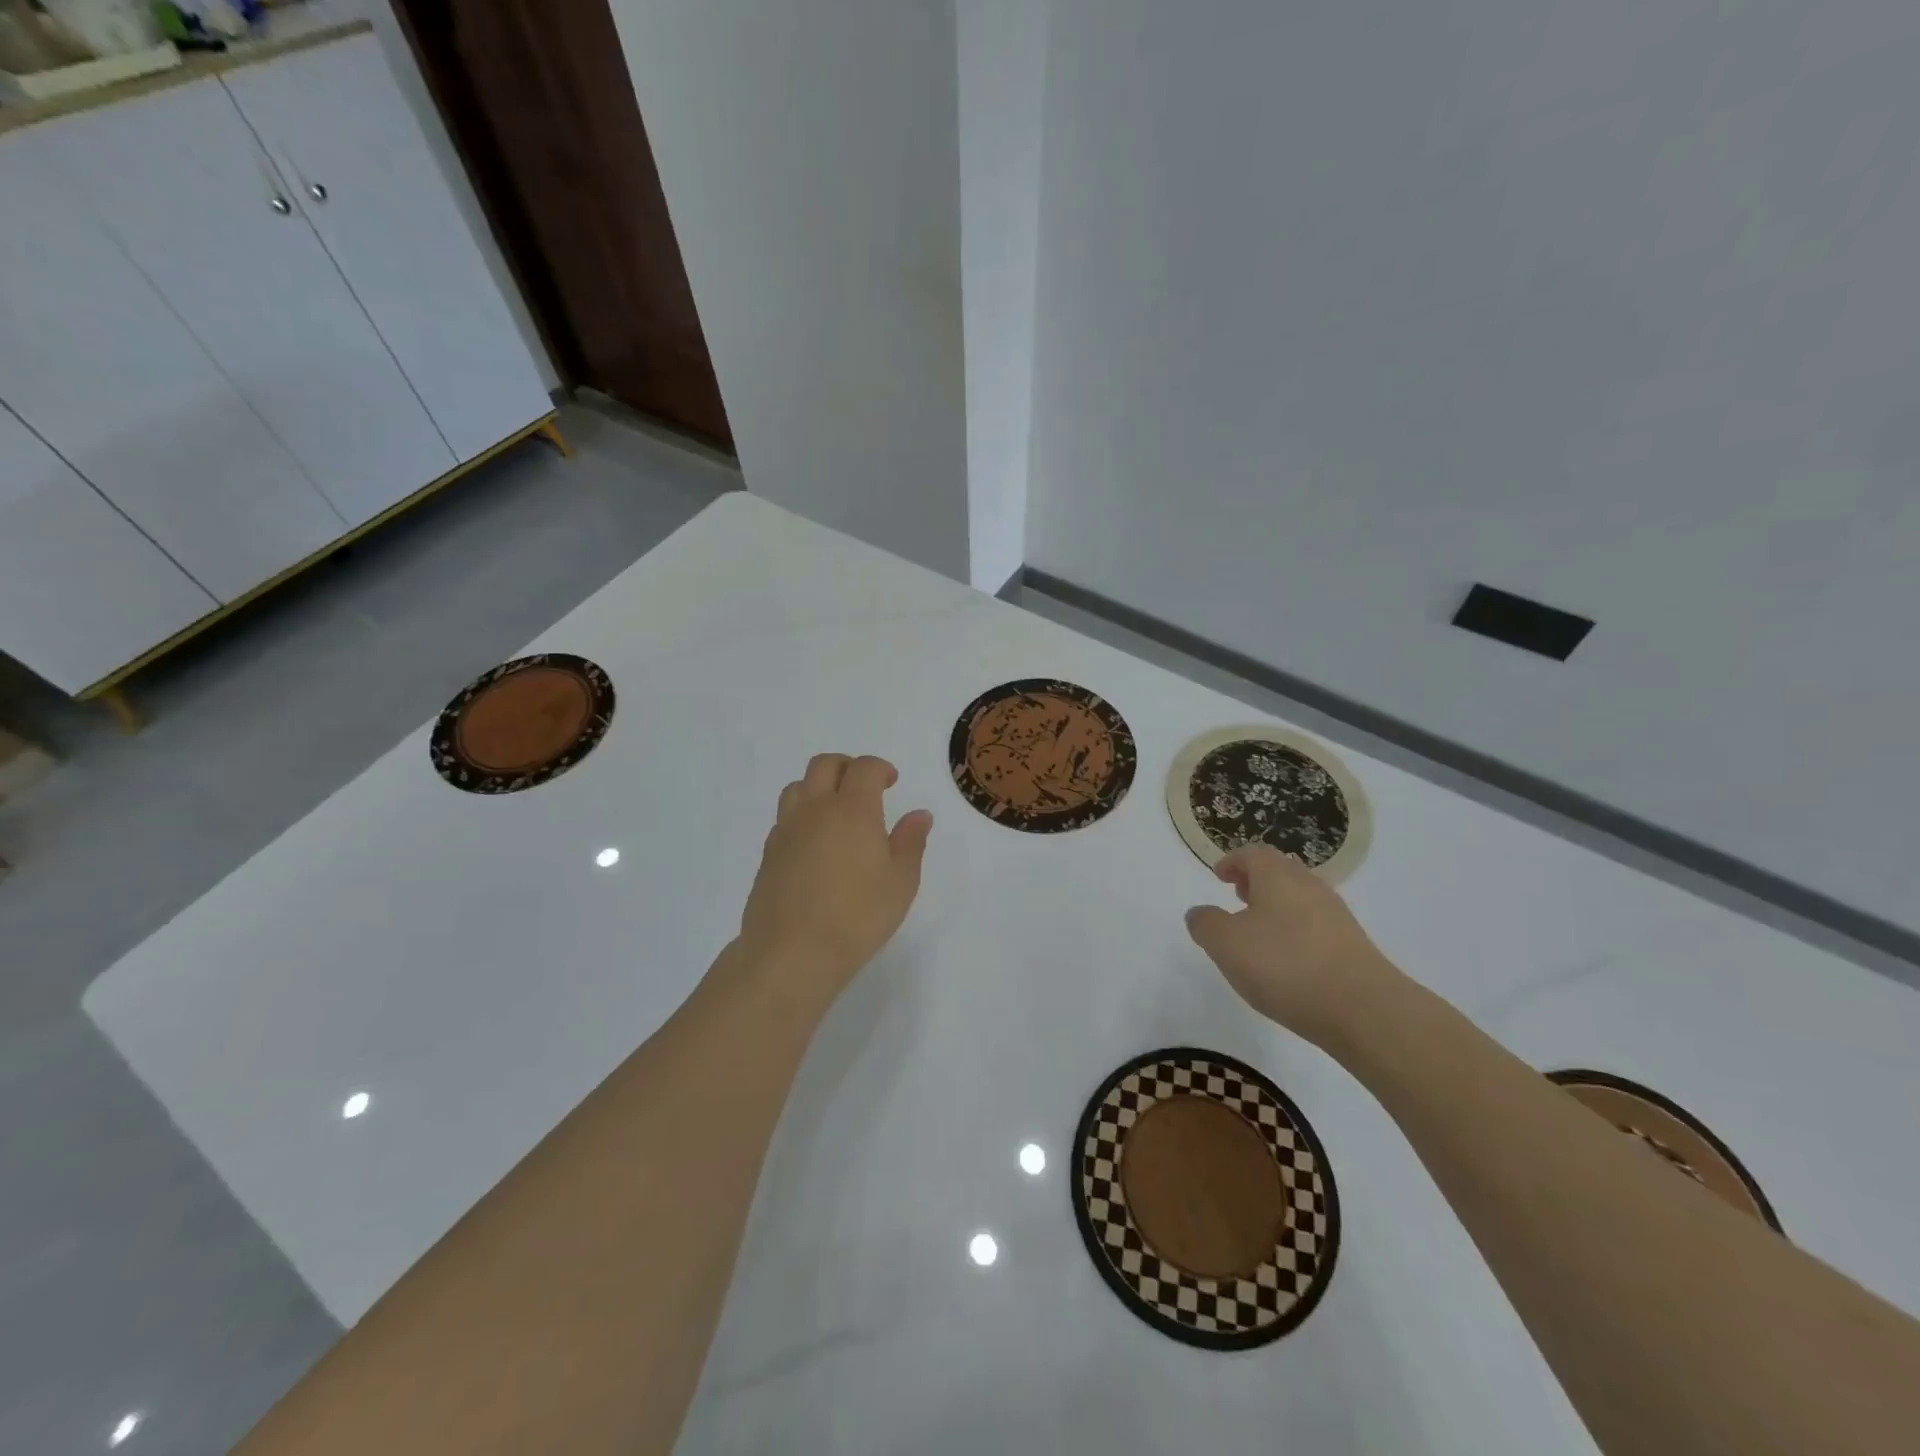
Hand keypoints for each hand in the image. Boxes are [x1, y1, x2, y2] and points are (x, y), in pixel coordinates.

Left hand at [737, 753, 933, 1007]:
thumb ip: (911, 842)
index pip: (864, 768)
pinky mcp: (769, 853)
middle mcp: (816, 809)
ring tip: (835, 810)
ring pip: (798, 787)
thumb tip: (920, 815)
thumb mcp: (901, 882)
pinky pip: (785, 817)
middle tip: (864, 786)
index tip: (891, 781)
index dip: (880, 768)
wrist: (792, 952)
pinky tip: (815, 843)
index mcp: (853, 809)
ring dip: (818, 786)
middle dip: (847, 766)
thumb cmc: (857, 916)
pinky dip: (802, 815)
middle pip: (824, 765)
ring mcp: (787, 830)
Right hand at [1184, 844, 1406, 1048]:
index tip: (1219, 875)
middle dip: (1256, 881)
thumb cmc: (1285, 965)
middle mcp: (1310, 887)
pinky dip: (1295, 932)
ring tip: (1258, 932)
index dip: (1233, 861)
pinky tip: (1287, 961)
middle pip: (1280, 872)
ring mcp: (1336, 916)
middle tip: (1237, 896)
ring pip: (1299, 899)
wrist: (1364, 1009)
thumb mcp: (1226, 944)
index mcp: (1278, 876)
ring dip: (1276, 907)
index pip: (1253, 854)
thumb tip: (1200, 913)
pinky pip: (1315, 926)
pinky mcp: (1352, 946)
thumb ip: (1205, 924)